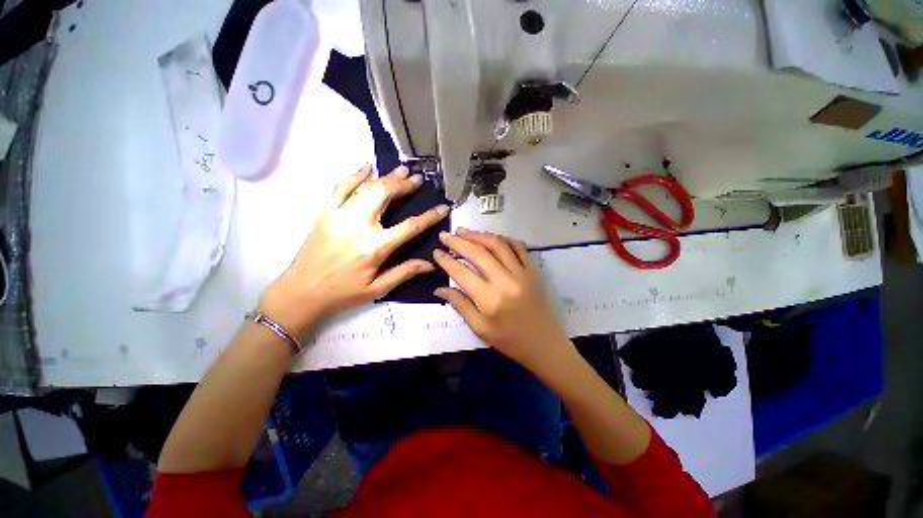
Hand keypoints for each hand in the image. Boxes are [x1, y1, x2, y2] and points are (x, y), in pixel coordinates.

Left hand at [258, 164, 448, 334]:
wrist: (301, 292)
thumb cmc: (343, 293)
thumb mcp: (378, 288)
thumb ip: (405, 272)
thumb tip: (431, 264)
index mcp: (375, 247)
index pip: (410, 226)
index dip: (430, 216)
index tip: (442, 207)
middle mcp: (358, 226)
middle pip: (385, 195)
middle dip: (404, 185)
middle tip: (417, 179)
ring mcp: (339, 216)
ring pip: (366, 187)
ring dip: (385, 176)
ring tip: (401, 170)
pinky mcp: (325, 213)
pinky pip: (340, 188)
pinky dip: (355, 175)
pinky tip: (367, 167)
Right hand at [433, 229, 570, 371]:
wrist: (543, 343)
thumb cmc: (509, 340)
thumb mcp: (479, 328)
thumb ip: (460, 305)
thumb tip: (439, 288)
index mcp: (489, 299)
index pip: (462, 272)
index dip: (446, 260)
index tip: (436, 252)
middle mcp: (505, 281)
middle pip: (479, 253)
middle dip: (459, 241)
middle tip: (446, 235)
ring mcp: (522, 272)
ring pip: (498, 244)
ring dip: (479, 235)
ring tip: (464, 232)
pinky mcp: (533, 270)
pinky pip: (517, 246)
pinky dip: (502, 239)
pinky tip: (491, 238)